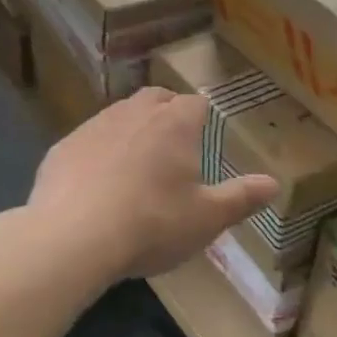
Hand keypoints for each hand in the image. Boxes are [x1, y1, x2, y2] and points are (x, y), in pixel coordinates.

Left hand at [28, 87, 279, 280]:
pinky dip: (97, 154)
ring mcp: (94, 126)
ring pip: (119, 115)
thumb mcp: (207, 218)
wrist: (72, 238)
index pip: (197, 103)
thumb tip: (274, 184)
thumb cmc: (152, 223)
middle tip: (174, 147)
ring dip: (131, 130)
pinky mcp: (61, 147)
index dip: (204, 117)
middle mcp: (134, 112)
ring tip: (136, 166)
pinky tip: (96, 186)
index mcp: (175, 122)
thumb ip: (242, 198)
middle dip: (168, 113)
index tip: (206, 138)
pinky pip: (88, 141)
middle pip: (156, 98)